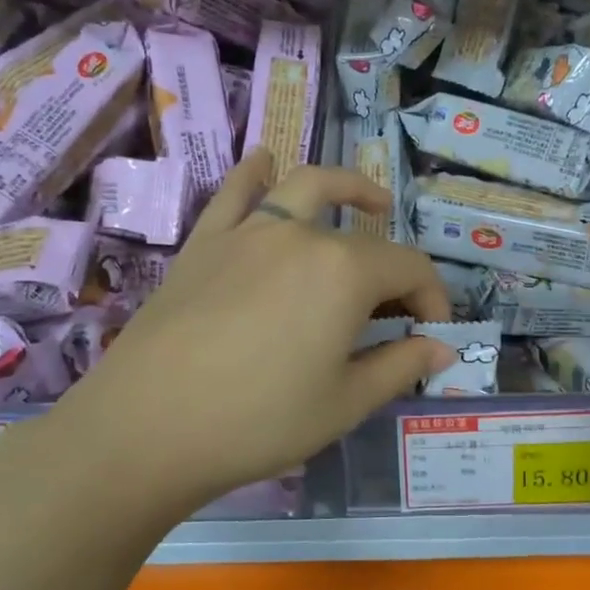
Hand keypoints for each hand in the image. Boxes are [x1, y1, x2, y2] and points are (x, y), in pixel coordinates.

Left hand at [37, 150, 453, 520]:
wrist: (147, 427)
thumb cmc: (259, 420)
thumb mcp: (344, 403)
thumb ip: (400, 366)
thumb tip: (442, 349)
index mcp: (345, 272)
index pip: (410, 269)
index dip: (433, 299)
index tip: (433, 335)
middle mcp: (301, 236)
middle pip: (364, 239)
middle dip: (394, 272)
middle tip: (397, 309)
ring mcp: (248, 233)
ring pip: (305, 187)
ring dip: (345, 187)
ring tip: (367, 201)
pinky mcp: (205, 243)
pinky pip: (235, 194)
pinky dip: (255, 173)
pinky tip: (264, 162)